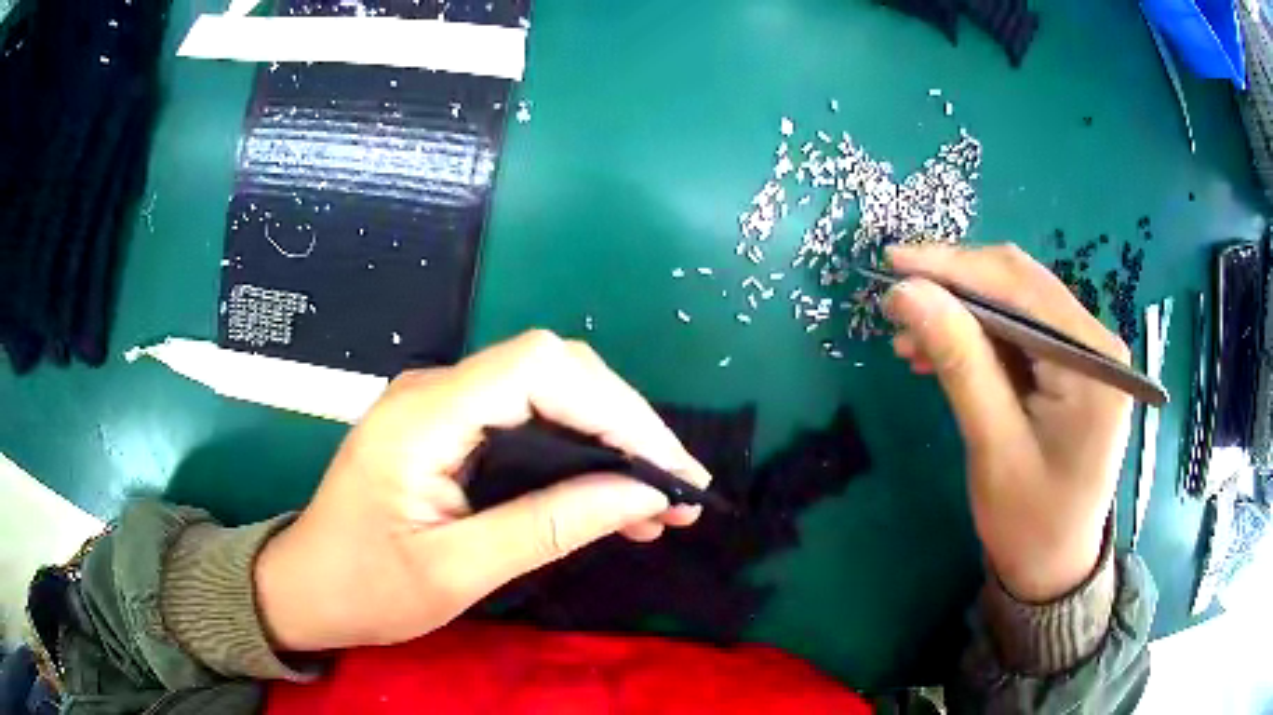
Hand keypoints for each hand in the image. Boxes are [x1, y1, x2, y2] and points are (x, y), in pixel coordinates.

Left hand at [254, 330, 711, 650]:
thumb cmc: (366, 587)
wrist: (307, 586)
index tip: (668, 470)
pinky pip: (528, 421)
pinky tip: (612, 496)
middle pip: (553, 371)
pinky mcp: (450, 429)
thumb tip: (641, 495)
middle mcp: (435, 390)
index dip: (616, 408)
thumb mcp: (455, 572)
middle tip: (679, 488)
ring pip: (549, 394)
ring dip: (610, 439)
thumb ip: (548, 527)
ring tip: (661, 499)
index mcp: (424, 416)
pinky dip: (578, 453)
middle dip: (626, 424)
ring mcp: (442, 405)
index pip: (540, 369)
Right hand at [883, 244, 1131, 601]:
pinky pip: (1022, 332)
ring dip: (963, 312)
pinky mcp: (1073, 366)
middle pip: (1021, 286)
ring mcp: (1087, 352)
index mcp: (1093, 362)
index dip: (955, 267)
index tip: (894, 263)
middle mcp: (1097, 343)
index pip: (1021, 288)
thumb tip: (908, 292)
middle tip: (898, 300)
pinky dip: (979, 335)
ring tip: (911, 337)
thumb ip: (959, 362)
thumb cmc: (1029, 521)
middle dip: (957, 286)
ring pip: (1017, 305)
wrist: (1055, 567)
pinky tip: (943, 350)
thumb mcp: (992, 446)